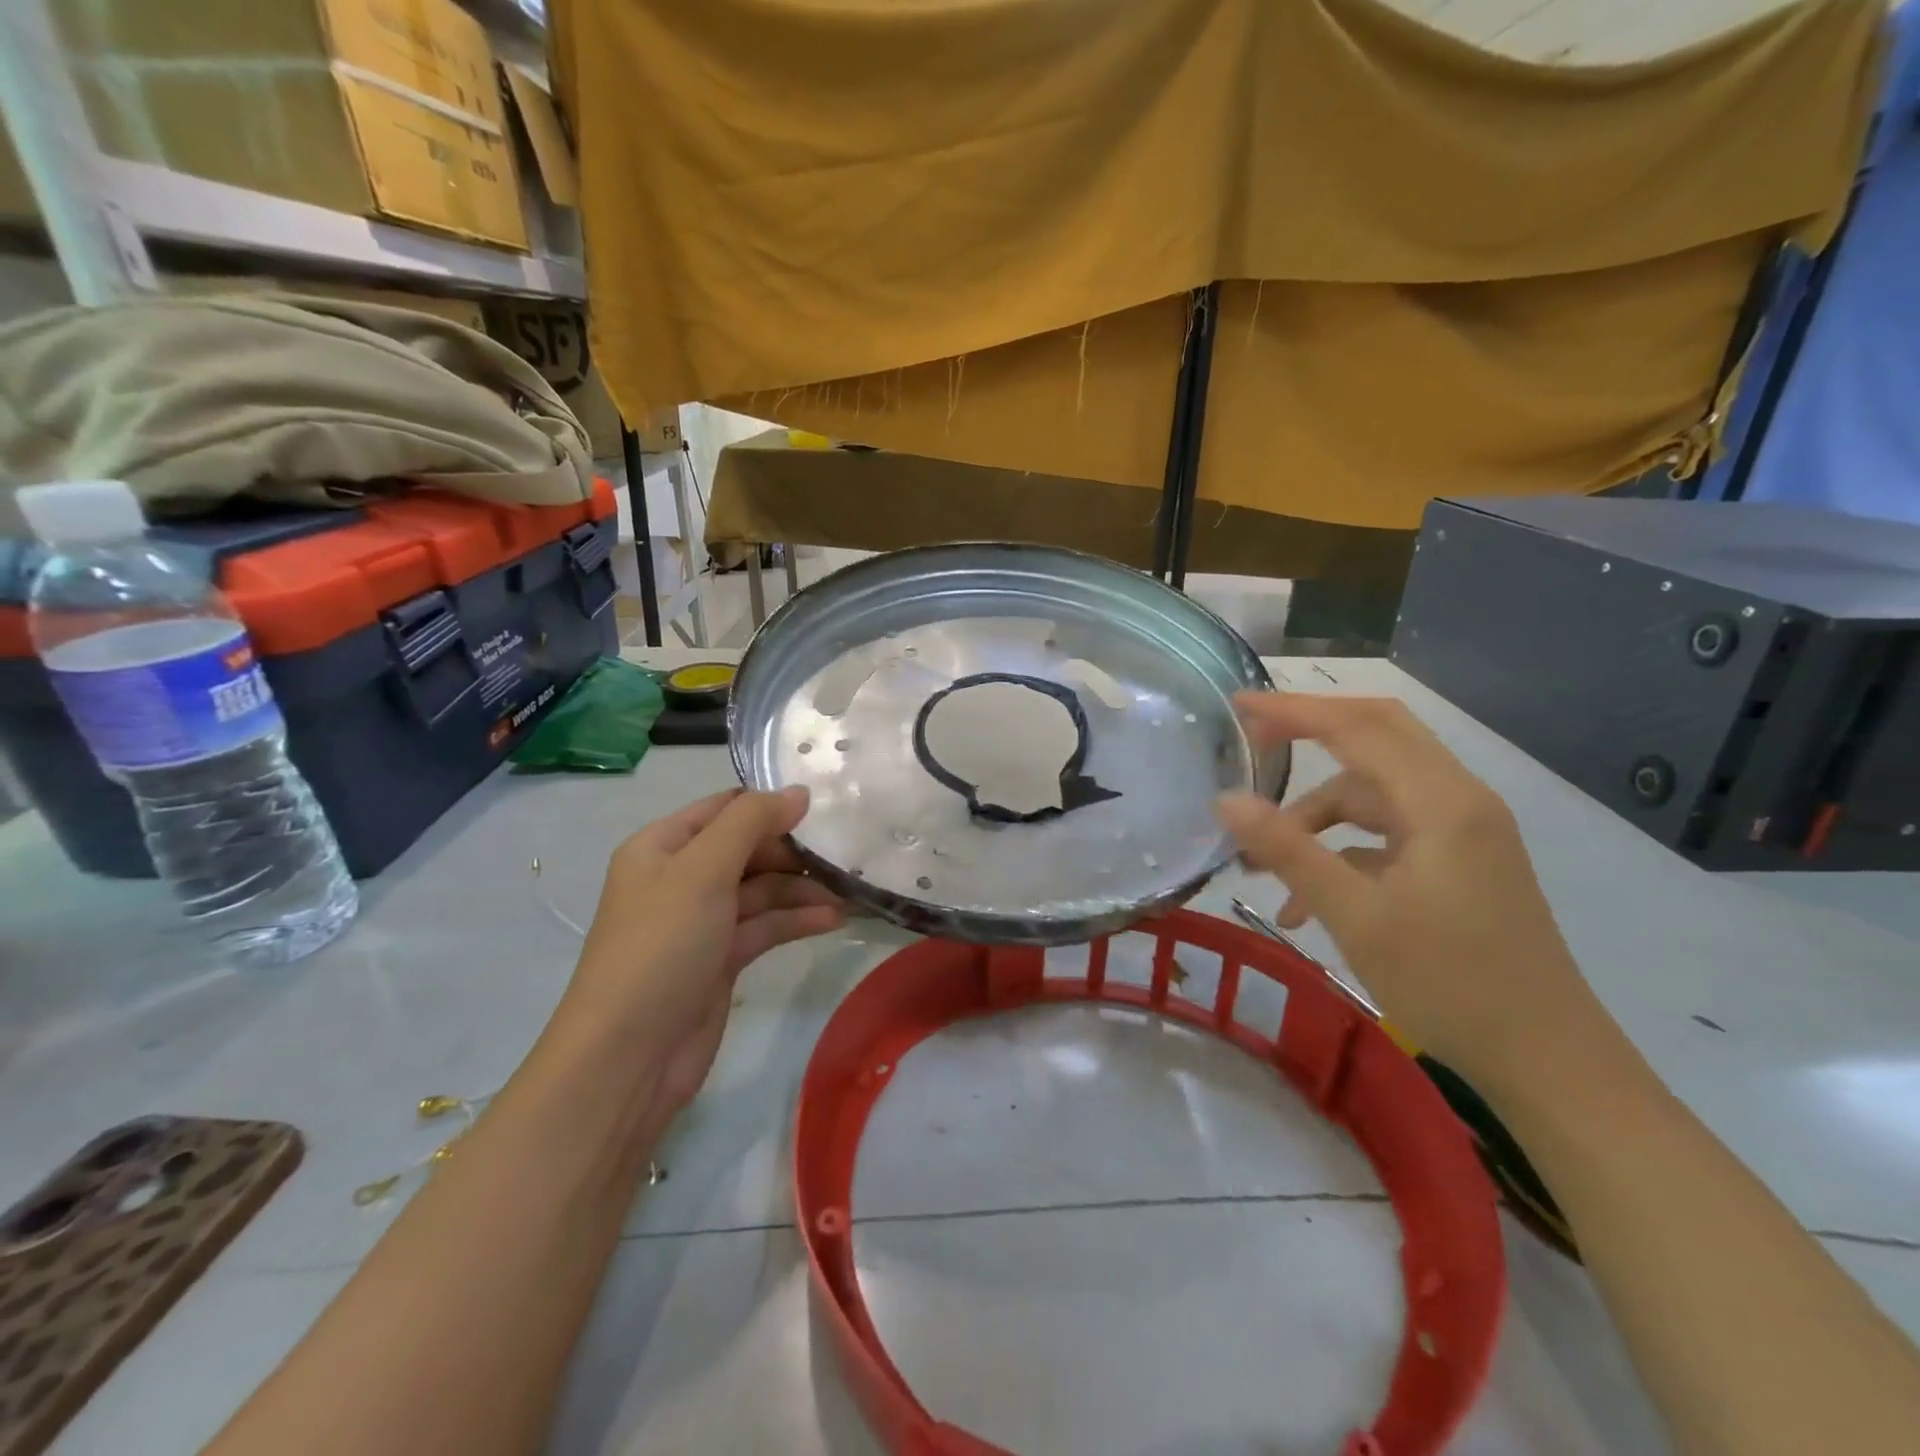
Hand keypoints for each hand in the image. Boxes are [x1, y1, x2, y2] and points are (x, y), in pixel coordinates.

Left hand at [558, 787, 845, 1113]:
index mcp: (662, 846)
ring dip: (801, 890)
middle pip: (747, 849)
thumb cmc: (662, 946)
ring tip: (846, 893)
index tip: (821, 810)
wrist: (629, 1055)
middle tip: (839, 857)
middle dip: (792, 852)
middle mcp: (680, 878)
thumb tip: (798, 792)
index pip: (724, 808)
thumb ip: (751, 823)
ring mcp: (702, 921)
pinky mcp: (721, 959)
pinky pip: (764, 927)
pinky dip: (795, 921)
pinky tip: (832, 920)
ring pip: (760, 890)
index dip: (769, 806)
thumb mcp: (704, 871)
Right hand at [1216, 693, 1609, 1087]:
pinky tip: (1305, 903)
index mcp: (1441, 802)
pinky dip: (1341, 850)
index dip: (1293, 710)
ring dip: (1315, 818)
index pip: (1358, 728)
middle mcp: (1457, 800)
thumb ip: (1289, 850)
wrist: (1546, 1059)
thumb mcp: (1355, 915)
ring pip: (1374, 794)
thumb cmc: (1450, 983)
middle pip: (1376, 737)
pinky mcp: (1457, 861)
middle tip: (1250, 742)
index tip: (1237, 705)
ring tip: (1262, 867)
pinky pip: (1386, 833)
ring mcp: (1460, 831)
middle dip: (1309, 733)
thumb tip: (1226, 800)